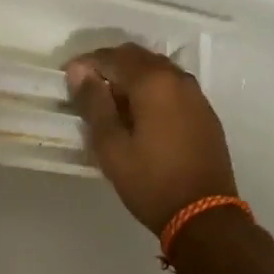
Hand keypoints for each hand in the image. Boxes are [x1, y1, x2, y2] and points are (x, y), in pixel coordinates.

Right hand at [65, 44, 237, 233]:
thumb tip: (79, 70)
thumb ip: (94, 103)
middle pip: (137, 57)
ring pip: (156, 70)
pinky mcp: (204, 111)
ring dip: (131, 77)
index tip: (68, 79)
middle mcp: (177, 78)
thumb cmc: (151, 181)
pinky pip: (172, 86)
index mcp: (153, 81)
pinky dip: (151, 90)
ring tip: (111, 104)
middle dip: (109, 66)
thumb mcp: (111, 146)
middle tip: (87, 90)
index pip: (113, 57)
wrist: (205, 216)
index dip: (86, 64)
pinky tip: (140, 115)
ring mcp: (195, 94)